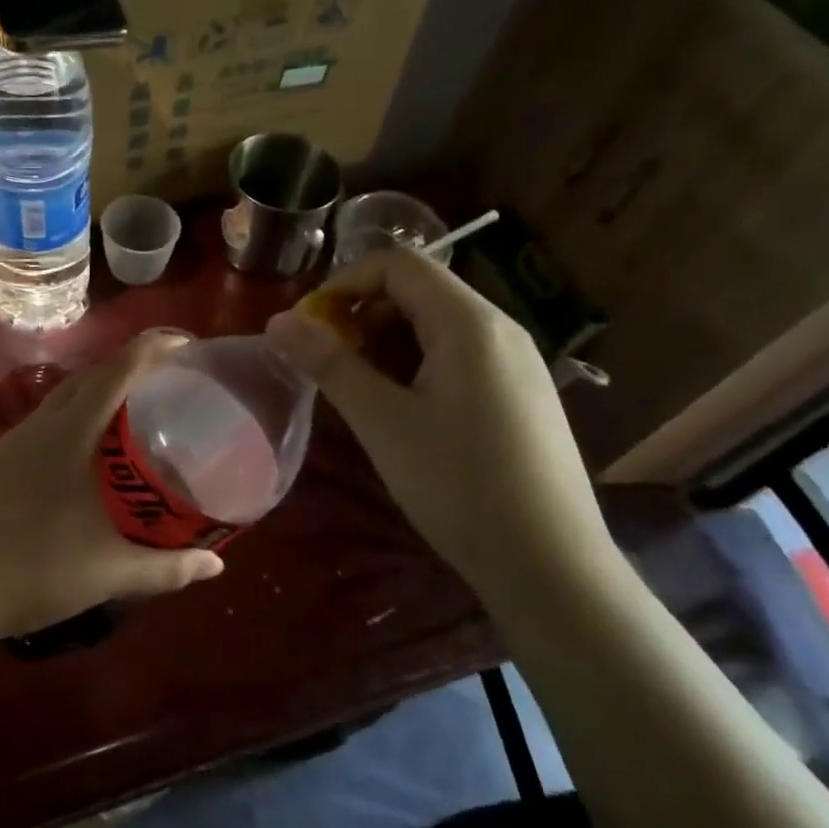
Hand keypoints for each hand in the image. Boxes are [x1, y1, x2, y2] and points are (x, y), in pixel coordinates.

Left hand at [0, 331, 224, 649]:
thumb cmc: (31, 572)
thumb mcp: (108, 573)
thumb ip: (167, 568)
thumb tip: (217, 564)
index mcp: (68, 435)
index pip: (116, 373)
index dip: (152, 350)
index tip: (186, 346)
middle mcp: (38, 427)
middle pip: (90, 378)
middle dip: (130, 368)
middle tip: (169, 382)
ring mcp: (11, 444)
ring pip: (63, 400)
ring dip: (100, 394)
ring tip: (134, 414)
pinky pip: (45, 423)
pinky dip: (75, 420)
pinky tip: (85, 455)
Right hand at [265, 250, 612, 592]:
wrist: (551, 564)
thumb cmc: (459, 486)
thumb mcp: (383, 422)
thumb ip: (329, 364)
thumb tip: (277, 322)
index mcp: (469, 322)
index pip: (397, 263)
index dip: (343, 284)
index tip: (308, 329)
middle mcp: (499, 327)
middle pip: (419, 290)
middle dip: (362, 315)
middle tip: (328, 364)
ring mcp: (516, 361)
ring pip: (438, 324)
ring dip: (387, 342)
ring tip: (359, 391)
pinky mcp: (521, 393)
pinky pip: (460, 355)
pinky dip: (418, 365)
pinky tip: (404, 411)